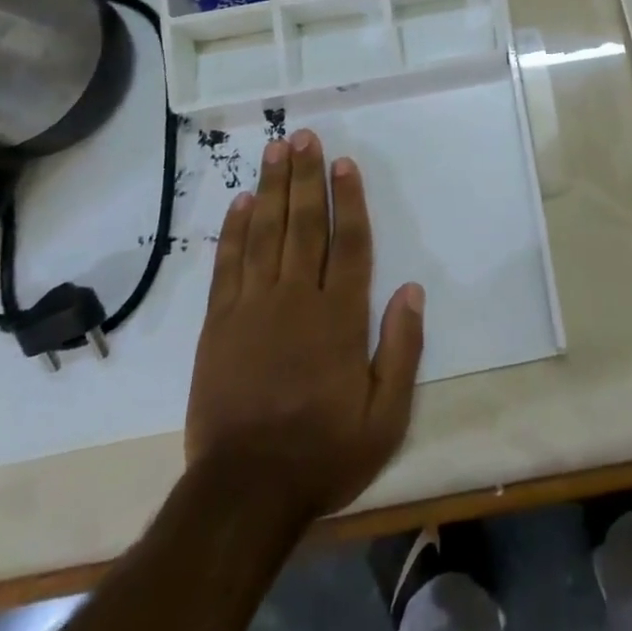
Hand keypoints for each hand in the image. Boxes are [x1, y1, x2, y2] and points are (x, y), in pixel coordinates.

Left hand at [184, 128, 424, 521]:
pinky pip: (228, 266)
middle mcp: (298, 299)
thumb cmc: (322, 452)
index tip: (344, 162)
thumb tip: (412, 289)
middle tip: (304, 136)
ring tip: (275, 150)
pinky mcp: (219, 325)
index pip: (349, 243)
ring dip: (272, 188)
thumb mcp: (385, 416)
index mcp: (340, 317)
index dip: (348, 199)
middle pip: (305, 224)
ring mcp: (254, 308)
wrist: (244, 494)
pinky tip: (241, 202)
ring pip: (266, 234)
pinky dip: (234, 231)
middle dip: (306, 176)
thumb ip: (402, 349)